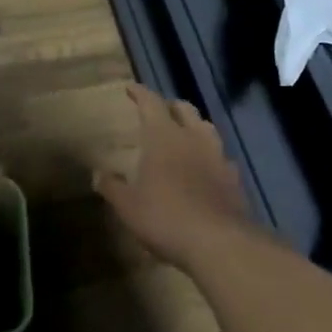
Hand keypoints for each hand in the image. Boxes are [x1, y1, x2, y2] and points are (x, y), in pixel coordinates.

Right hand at [95, 84, 251, 270]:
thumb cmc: (166, 217)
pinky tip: (206, 167)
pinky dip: (210, 156)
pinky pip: (221, 156)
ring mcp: (218, 156)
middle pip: (184, 109)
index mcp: (164, 136)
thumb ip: (112, 187)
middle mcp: (193, 138)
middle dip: (170, 106)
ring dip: (194, 126)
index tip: (131, 88)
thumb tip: (97, 174)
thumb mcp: (128, 206)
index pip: (151, 103)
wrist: (218, 243)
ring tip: (184, 134)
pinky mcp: (234, 178)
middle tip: (159, 111)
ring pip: (206, 128)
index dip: (140, 93)